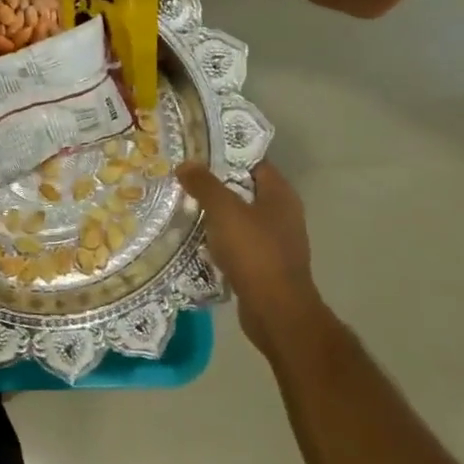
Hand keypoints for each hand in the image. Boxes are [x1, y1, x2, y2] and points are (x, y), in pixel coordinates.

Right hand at [177, 161, 319, 355]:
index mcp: (280, 195)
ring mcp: (274, 241)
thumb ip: (205, 185)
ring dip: (214, 213)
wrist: (276, 311)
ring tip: (182, 205)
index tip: (196, 151)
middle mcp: (281, 214)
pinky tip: (194, 239)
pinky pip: (237, 243)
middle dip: (215, 184)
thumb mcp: (225, 211)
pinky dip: (218, 239)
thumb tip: (186, 164)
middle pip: (244, 190)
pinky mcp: (264, 264)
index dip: (226, 154)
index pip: (254, 162)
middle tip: (182, 177)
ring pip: (239, 218)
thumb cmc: (255, 252)